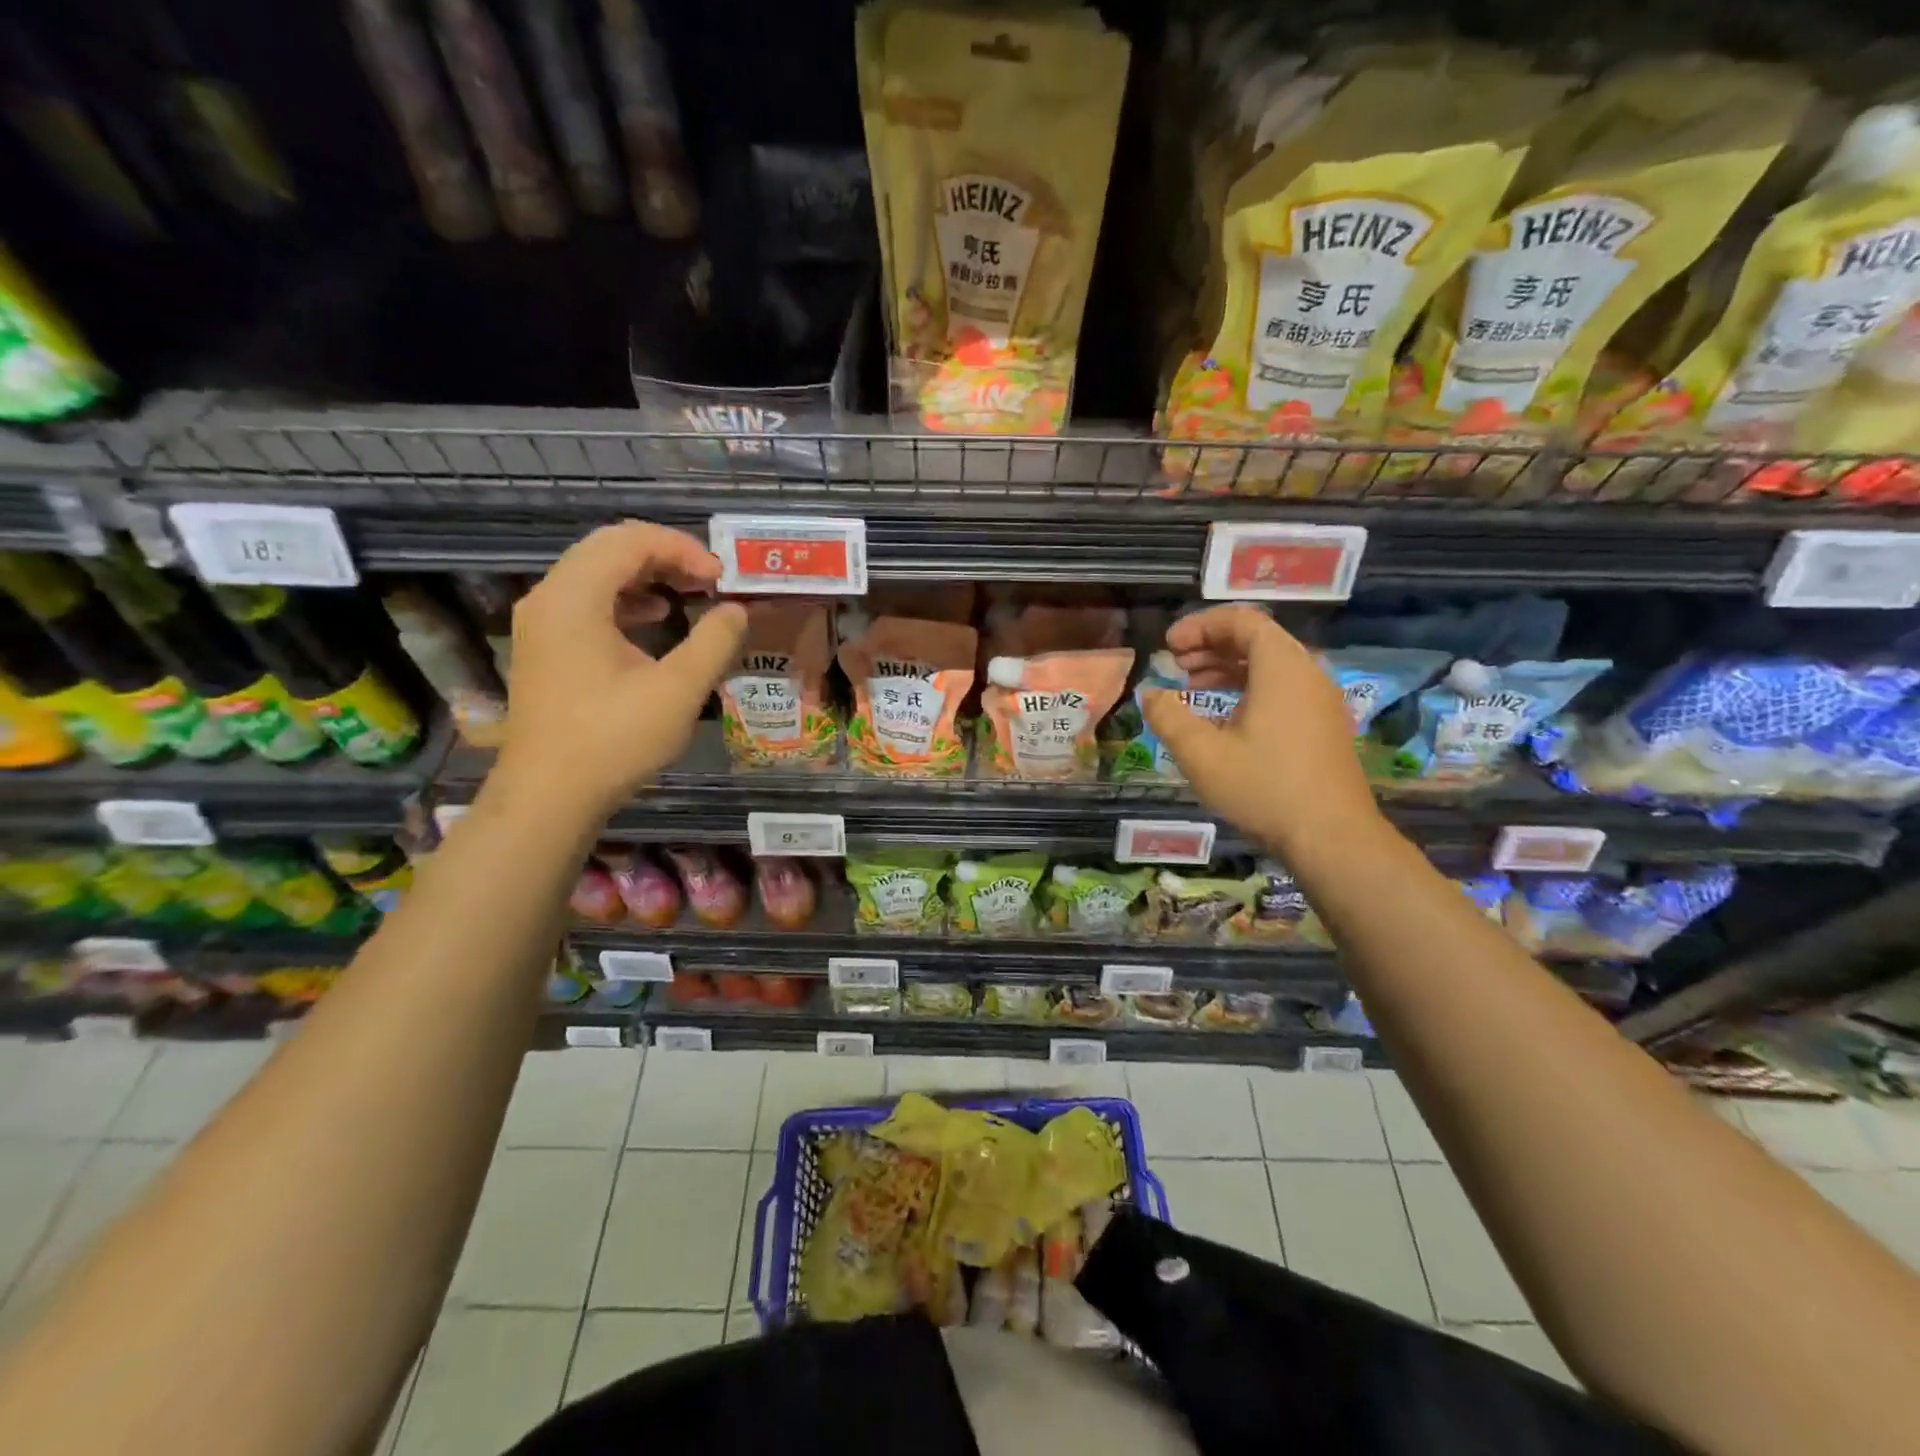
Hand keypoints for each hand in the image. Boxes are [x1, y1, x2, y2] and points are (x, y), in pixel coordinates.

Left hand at [494, 521, 745, 816]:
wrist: (549, 796)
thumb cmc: (613, 740)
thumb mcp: (678, 690)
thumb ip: (714, 641)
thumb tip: (735, 610)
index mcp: (574, 598)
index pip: (628, 540)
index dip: (681, 548)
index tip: (720, 578)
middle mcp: (549, 599)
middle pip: (608, 549)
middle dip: (665, 556)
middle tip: (709, 581)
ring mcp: (541, 624)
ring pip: (595, 574)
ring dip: (646, 576)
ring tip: (689, 595)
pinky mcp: (545, 649)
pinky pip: (586, 602)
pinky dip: (625, 600)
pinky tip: (656, 620)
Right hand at [1141, 606, 1381, 855]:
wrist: (1332, 837)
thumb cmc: (1264, 788)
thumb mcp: (1202, 753)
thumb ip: (1169, 716)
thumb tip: (1149, 695)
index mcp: (1281, 667)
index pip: (1242, 620)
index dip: (1200, 626)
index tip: (1169, 646)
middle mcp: (1307, 673)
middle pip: (1257, 639)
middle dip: (1212, 645)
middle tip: (1177, 664)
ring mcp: (1320, 700)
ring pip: (1271, 665)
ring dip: (1229, 668)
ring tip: (1194, 687)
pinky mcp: (1324, 725)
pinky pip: (1283, 688)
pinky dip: (1250, 688)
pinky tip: (1225, 718)